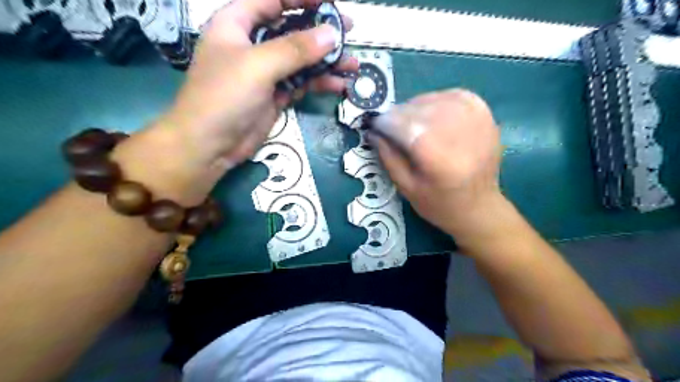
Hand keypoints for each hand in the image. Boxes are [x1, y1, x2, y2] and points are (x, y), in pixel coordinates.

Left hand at [161, 0, 356, 172]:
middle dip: (321, 31)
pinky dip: (320, 83)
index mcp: (238, 23)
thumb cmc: (224, 96)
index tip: (331, 3)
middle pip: (292, 29)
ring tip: (352, 65)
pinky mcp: (275, 95)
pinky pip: (302, 83)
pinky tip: (339, 85)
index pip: (274, 0)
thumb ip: (296, 49)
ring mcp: (266, 72)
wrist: (210, 145)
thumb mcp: (258, 66)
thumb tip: (332, 34)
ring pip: (301, 59)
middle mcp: (253, 44)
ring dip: (326, 62)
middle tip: (350, 31)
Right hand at [374, 90, 501, 238]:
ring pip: (435, 98)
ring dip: (416, 106)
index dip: (386, 122)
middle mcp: (460, 135)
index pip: (406, 127)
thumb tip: (373, 131)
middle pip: (419, 109)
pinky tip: (430, 112)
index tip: (374, 125)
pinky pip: (454, 95)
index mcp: (439, 160)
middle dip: (398, 114)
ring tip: (409, 121)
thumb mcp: (406, 187)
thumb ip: (388, 157)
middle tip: (389, 125)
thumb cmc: (439, 204)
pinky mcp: (486, 116)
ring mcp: (477, 122)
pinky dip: (437, 99)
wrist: (480, 207)